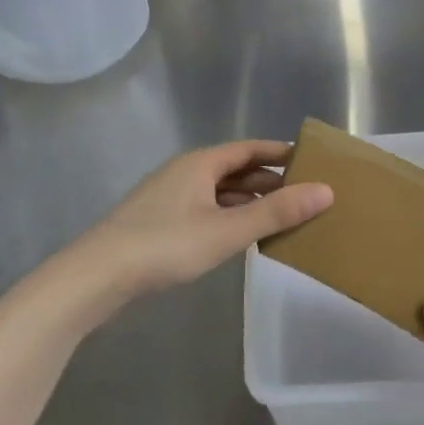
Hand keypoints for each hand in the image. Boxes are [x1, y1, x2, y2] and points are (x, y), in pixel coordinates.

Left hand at [74, 140, 332, 302]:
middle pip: (235, 169)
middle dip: (269, 180)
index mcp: (201, 163)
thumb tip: (326, 191)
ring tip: (282, 216)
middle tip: (304, 194)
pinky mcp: (159, 221)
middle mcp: (185, 172)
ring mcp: (169, 197)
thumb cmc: (166, 245)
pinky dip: (230, 215)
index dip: (280, 153)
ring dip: (249, 200)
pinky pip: (206, 208)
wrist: (96, 275)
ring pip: (219, 191)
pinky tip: (242, 235)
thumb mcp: (228, 230)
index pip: (249, 149)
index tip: (311, 161)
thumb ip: (276, 212)